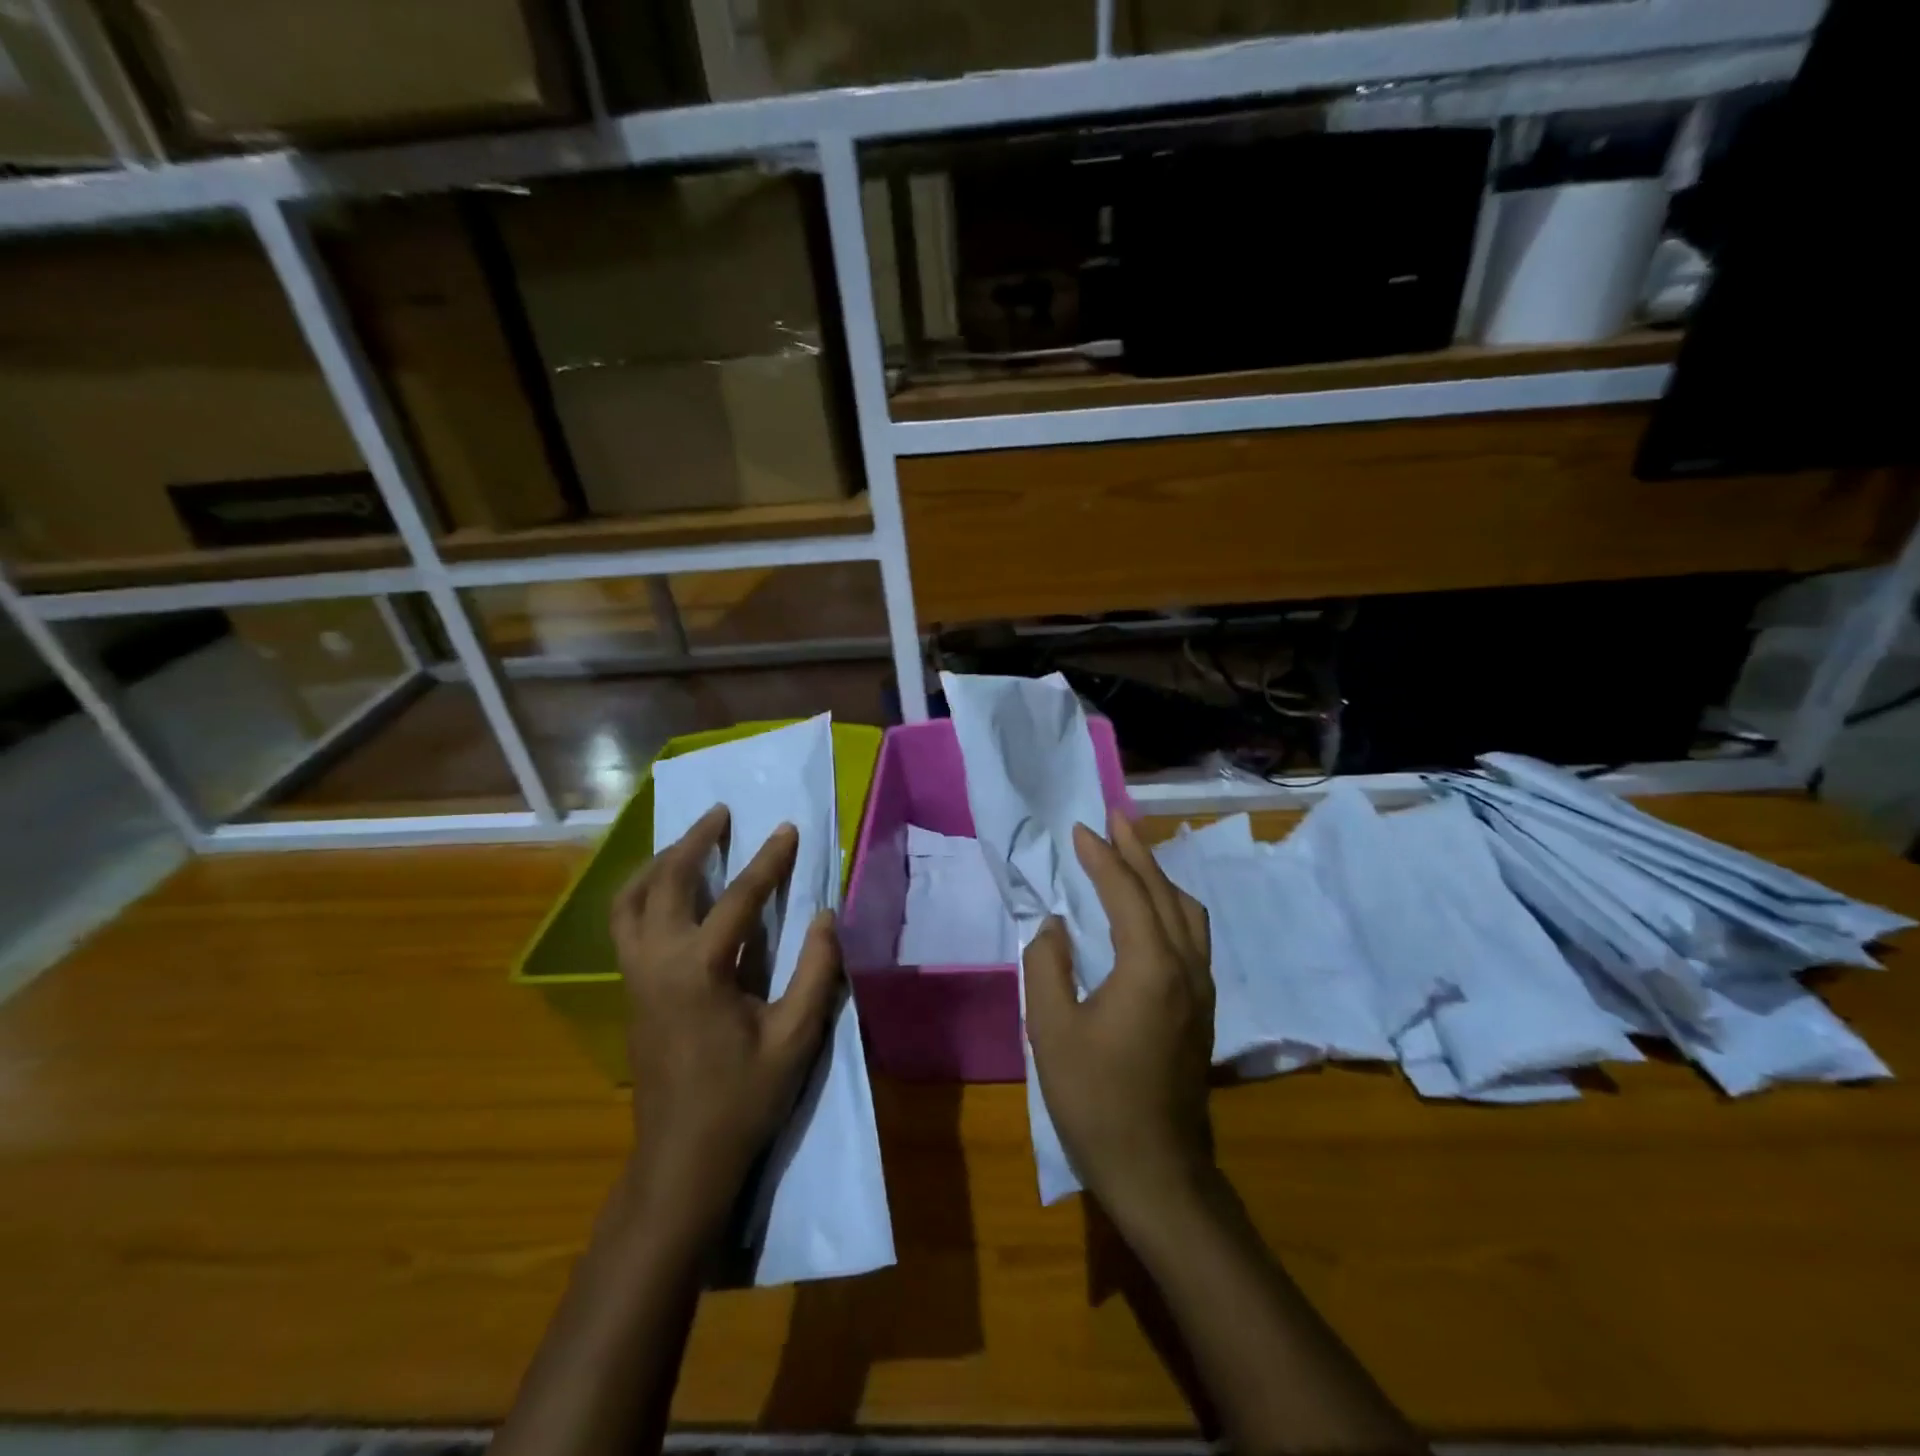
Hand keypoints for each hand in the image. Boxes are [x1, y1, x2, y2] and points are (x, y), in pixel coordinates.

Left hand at [611, 805, 842, 1219]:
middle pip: (668, 882)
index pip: (739, 898)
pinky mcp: (629, 990)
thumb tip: (825, 916)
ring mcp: (635, 975)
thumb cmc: (742, 1099)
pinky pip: (625, 923)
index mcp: (699, 970)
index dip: (768, 861)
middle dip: (695, 841)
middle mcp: (657, 961)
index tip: (788, 829)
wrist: (681, 1158)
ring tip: (687, 843)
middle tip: (720, 813)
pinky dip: (643, 892)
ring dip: (659, 863)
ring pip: (630, 900)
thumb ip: (816, 971)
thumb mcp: (795, 1038)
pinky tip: (667, 892)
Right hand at [1024, 811, 1216, 1227]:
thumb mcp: (1051, 1030)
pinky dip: (1170, 907)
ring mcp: (1201, 990)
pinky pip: (1191, 937)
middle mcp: (1185, 967)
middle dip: (1138, 852)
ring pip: (1187, 914)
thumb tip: (1055, 927)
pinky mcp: (1202, 1010)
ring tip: (1134, 856)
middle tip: (1115, 819)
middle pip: (1165, 892)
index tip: (1080, 829)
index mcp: (1150, 967)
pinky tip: (1153, 913)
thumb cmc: (1096, 1100)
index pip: (1126, 892)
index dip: (1102, 857)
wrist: (1157, 1171)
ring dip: (1160, 877)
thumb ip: (1047, 966)